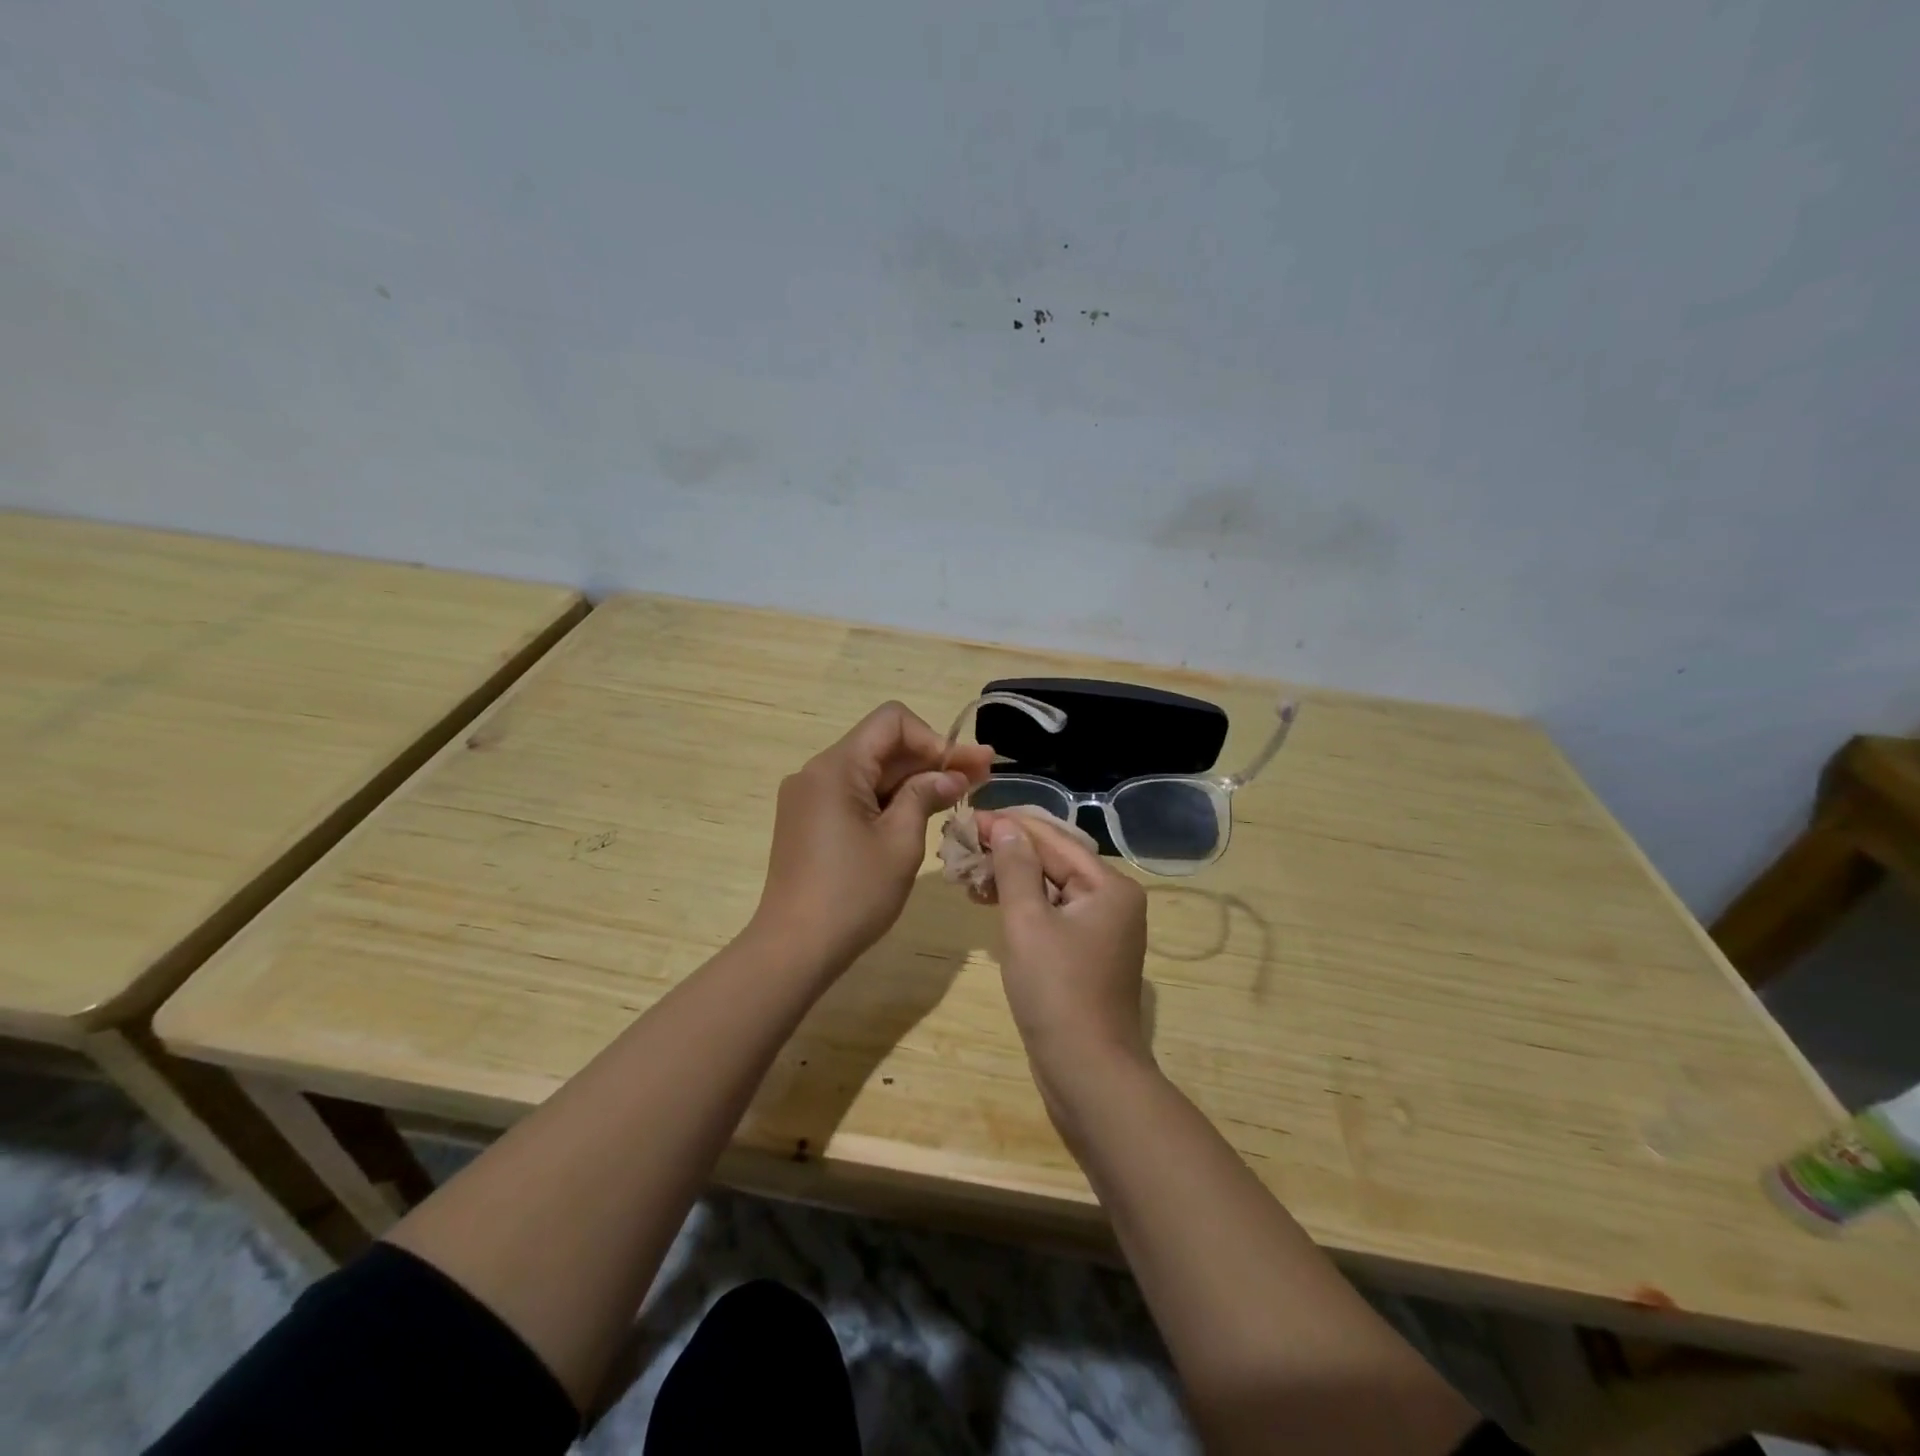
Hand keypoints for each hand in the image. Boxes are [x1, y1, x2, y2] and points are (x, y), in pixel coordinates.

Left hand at [753, 702, 993, 969]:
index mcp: (835, 767)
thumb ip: (925, 796)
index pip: (892, 721)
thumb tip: (951, 774)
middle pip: (882, 745)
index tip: (961, 769)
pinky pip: (855, 795)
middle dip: (932, 758)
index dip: (934, 738)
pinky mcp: (808, 821)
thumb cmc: (853, 894)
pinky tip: (921, 812)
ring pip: (870, 772)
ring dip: (914, 780)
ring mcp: (809, 797)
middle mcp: (816, 772)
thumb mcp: (900, 842)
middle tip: (982, 774)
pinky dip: (889, 799)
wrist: (794, 949)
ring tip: (960, 792)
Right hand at [978, 809, 1151, 1076]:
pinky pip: (1051, 914)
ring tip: (967, 873)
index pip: (1053, 839)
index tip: (968, 818)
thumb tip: (1005, 826)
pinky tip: (989, 902)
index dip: (1009, 826)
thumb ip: (1016, 868)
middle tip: (962, 845)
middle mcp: (1113, 900)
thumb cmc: (1057, 991)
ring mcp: (1102, 929)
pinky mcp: (1086, 953)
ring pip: (1050, 888)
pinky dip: (1021, 906)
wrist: (1087, 1072)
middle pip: (1054, 861)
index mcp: (1110, 886)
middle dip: (1007, 852)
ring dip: (1010, 879)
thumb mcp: (1028, 922)